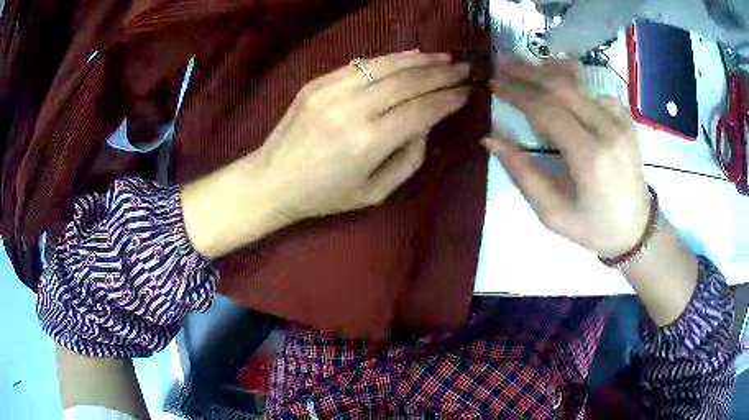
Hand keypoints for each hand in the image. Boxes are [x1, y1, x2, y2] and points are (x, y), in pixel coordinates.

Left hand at [256, 50, 470, 220]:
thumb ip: (409, 158)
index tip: (468, 92)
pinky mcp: (318, 82)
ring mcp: (332, 90)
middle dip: (442, 74)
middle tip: (465, 70)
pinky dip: (390, 58)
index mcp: (369, 141)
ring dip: (420, 60)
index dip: (448, 99)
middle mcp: (353, 109)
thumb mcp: (375, 193)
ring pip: (387, 66)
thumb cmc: (325, 195)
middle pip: (408, 82)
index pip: (422, 110)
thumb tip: (426, 124)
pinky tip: (409, 56)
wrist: (272, 179)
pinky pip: (363, 64)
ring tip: (444, 59)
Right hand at [484, 62, 649, 257]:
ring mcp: (621, 120)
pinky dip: (570, 82)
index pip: (546, 110)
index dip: (516, 93)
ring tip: (521, 68)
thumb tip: (490, 139)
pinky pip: (592, 90)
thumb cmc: (593, 227)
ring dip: (546, 73)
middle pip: (562, 87)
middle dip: (527, 72)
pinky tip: (554, 82)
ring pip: (577, 83)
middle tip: (500, 64)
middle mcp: (608, 130)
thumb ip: (521, 173)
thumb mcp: (552, 213)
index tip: (493, 84)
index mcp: (590, 157)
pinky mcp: (626, 118)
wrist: (636, 228)